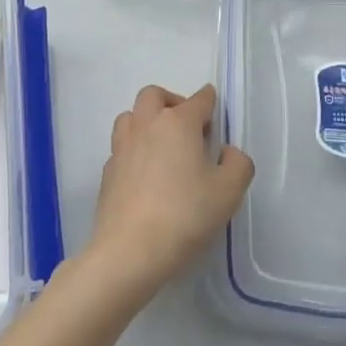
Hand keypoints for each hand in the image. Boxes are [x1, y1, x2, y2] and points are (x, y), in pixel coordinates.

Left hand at [85, 84, 254, 303]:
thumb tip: (226, 151)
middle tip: (187, 126)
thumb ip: (238, 164)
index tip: (213, 110)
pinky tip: (145, 174)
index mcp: (178, 123)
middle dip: (172, 101)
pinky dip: (134, 150)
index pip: (198, 100)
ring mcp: (122, 147)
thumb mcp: (229, 192)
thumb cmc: (185, 215)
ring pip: (131, 116)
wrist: (130, 250)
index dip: (209, 102)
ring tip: (162, 145)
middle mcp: (146, 125)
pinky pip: (121, 147)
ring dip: (146, 121)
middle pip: (154, 95)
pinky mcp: (107, 171)